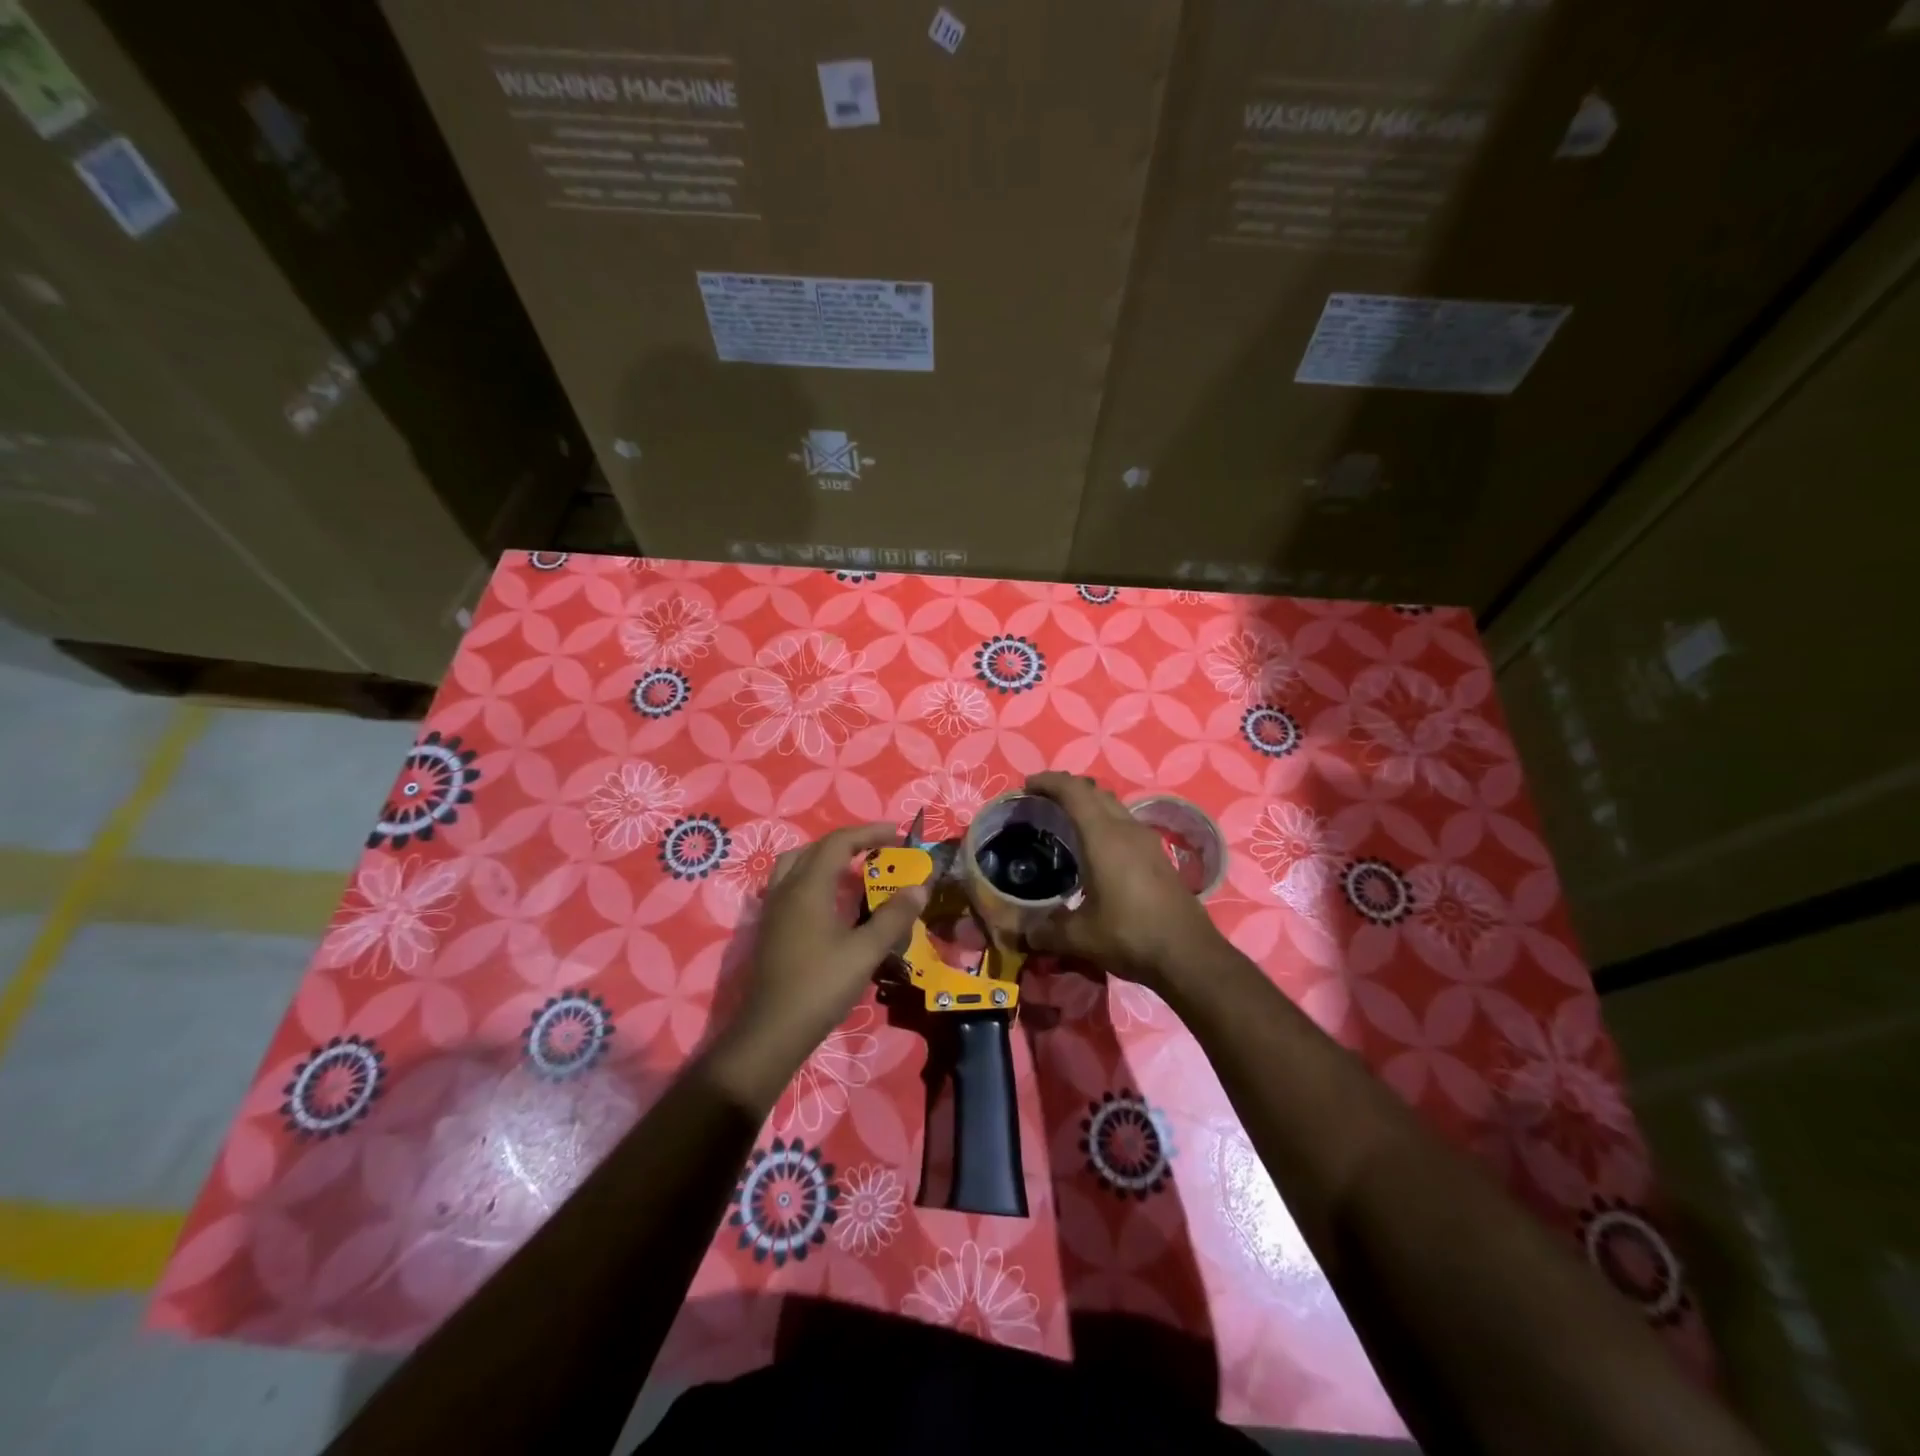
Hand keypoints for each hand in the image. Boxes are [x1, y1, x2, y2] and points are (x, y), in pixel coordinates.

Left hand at [705, 823, 926, 1109]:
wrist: (772, 1031)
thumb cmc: (820, 986)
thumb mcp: (865, 951)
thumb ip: (893, 916)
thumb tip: (920, 887)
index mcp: (808, 887)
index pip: (839, 842)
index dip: (870, 833)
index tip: (898, 834)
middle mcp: (786, 889)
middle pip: (816, 848)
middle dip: (850, 842)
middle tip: (880, 849)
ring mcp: (774, 909)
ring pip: (797, 864)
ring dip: (826, 857)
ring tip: (853, 867)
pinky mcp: (771, 928)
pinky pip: (791, 885)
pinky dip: (814, 878)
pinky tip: (831, 901)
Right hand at [1022, 773, 1222, 993]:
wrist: (1189, 955)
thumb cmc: (1130, 935)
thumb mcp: (1080, 937)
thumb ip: (1047, 931)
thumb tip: (1025, 933)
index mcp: (1104, 837)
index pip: (1074, 791)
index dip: (1049, 781)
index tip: (1028, 786)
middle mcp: (1127, 830)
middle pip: (1095, 792)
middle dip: (1067, 789)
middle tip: (1042, 802)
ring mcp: (1147, 842)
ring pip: (1114, 807)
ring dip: (1089, 804)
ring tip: (1066, 822)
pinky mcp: (1158, 857)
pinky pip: (1125, 824)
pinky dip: (1104, 823)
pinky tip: (1095, 850)